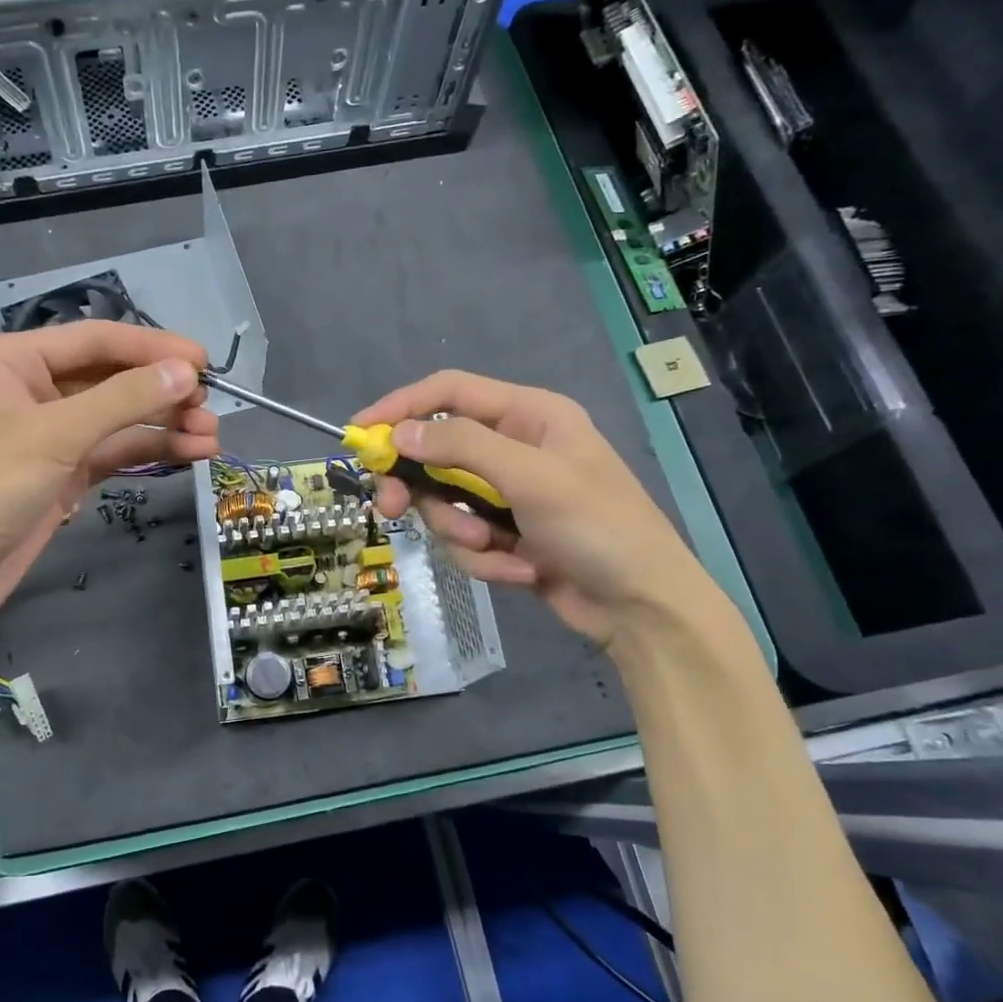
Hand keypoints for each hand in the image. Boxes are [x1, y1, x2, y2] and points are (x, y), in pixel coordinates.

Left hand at [0, 322, 218, 633]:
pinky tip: (188, 453)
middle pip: (110, 379)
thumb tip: (186, 372)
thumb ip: (122, 400)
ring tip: (212, 437)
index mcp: (12, 361)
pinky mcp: (60, 475)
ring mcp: (47, 436)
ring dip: (163, 425)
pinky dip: (147, 452)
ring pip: (116, 419)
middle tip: (212, 407)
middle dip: (162, 393)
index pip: (95, 340)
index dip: (153, 348)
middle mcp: (30, 390)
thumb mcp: (53, 437)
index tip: (205, 361)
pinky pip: (111, 453)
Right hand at [350, 371, 726, 649]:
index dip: (401, 407)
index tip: (360, 432)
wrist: (642, 608)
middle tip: (390, 509)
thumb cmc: (599, 528)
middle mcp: (514, 449)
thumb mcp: (531, 478)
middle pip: (437, 453)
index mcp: (528, 416)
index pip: (449, 393)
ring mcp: (508, 495)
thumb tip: (399, 434)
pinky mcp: (506, 535)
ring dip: (462, 533)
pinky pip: (467, 540)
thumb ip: (462, 448)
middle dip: (419, 487)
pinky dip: (487, 560)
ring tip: (496, 550)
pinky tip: (523, 571)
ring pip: (446, 504)